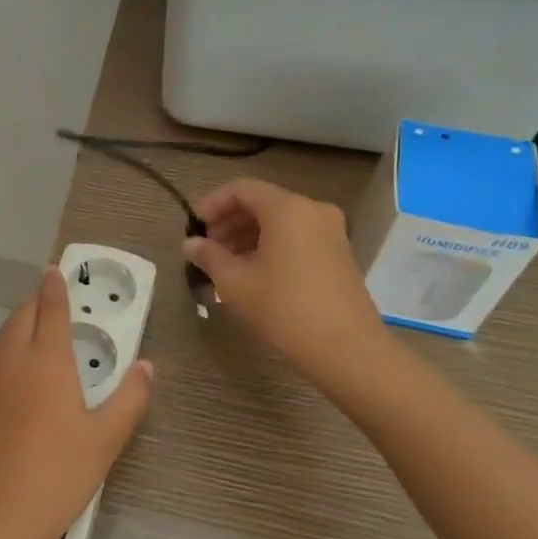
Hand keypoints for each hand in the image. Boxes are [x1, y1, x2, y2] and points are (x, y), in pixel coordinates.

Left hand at [0, 267, 153, 538]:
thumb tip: (146, 366)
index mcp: (45, 362)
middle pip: (19, 319)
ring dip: (17, 328)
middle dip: (35, 303)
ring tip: (35, 335)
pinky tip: (16, 384)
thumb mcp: (105, 441)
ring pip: (0, 342)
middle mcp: (10, 365)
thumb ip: (129, 399)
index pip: (49, 310)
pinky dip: (5, 358)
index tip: (55, 270)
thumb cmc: (56, 477)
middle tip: (51, 302)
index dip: (54, 287)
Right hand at [184, 178, 388, 382]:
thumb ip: (209, 256)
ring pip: (280, 222)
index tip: (194, 229)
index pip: (241, 189)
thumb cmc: (283, 308)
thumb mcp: (235, 282)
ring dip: (249, 236)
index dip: (212, 204)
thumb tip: (191, 244)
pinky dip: (271, 247)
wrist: (347, 349)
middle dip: (230, 222)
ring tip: (226, 265)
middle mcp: (313, 210)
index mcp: (287, 208)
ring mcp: (331, 232)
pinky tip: (254, 274)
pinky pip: (297, 238)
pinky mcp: (340, 255)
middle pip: (262, 203)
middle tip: (207, 249)